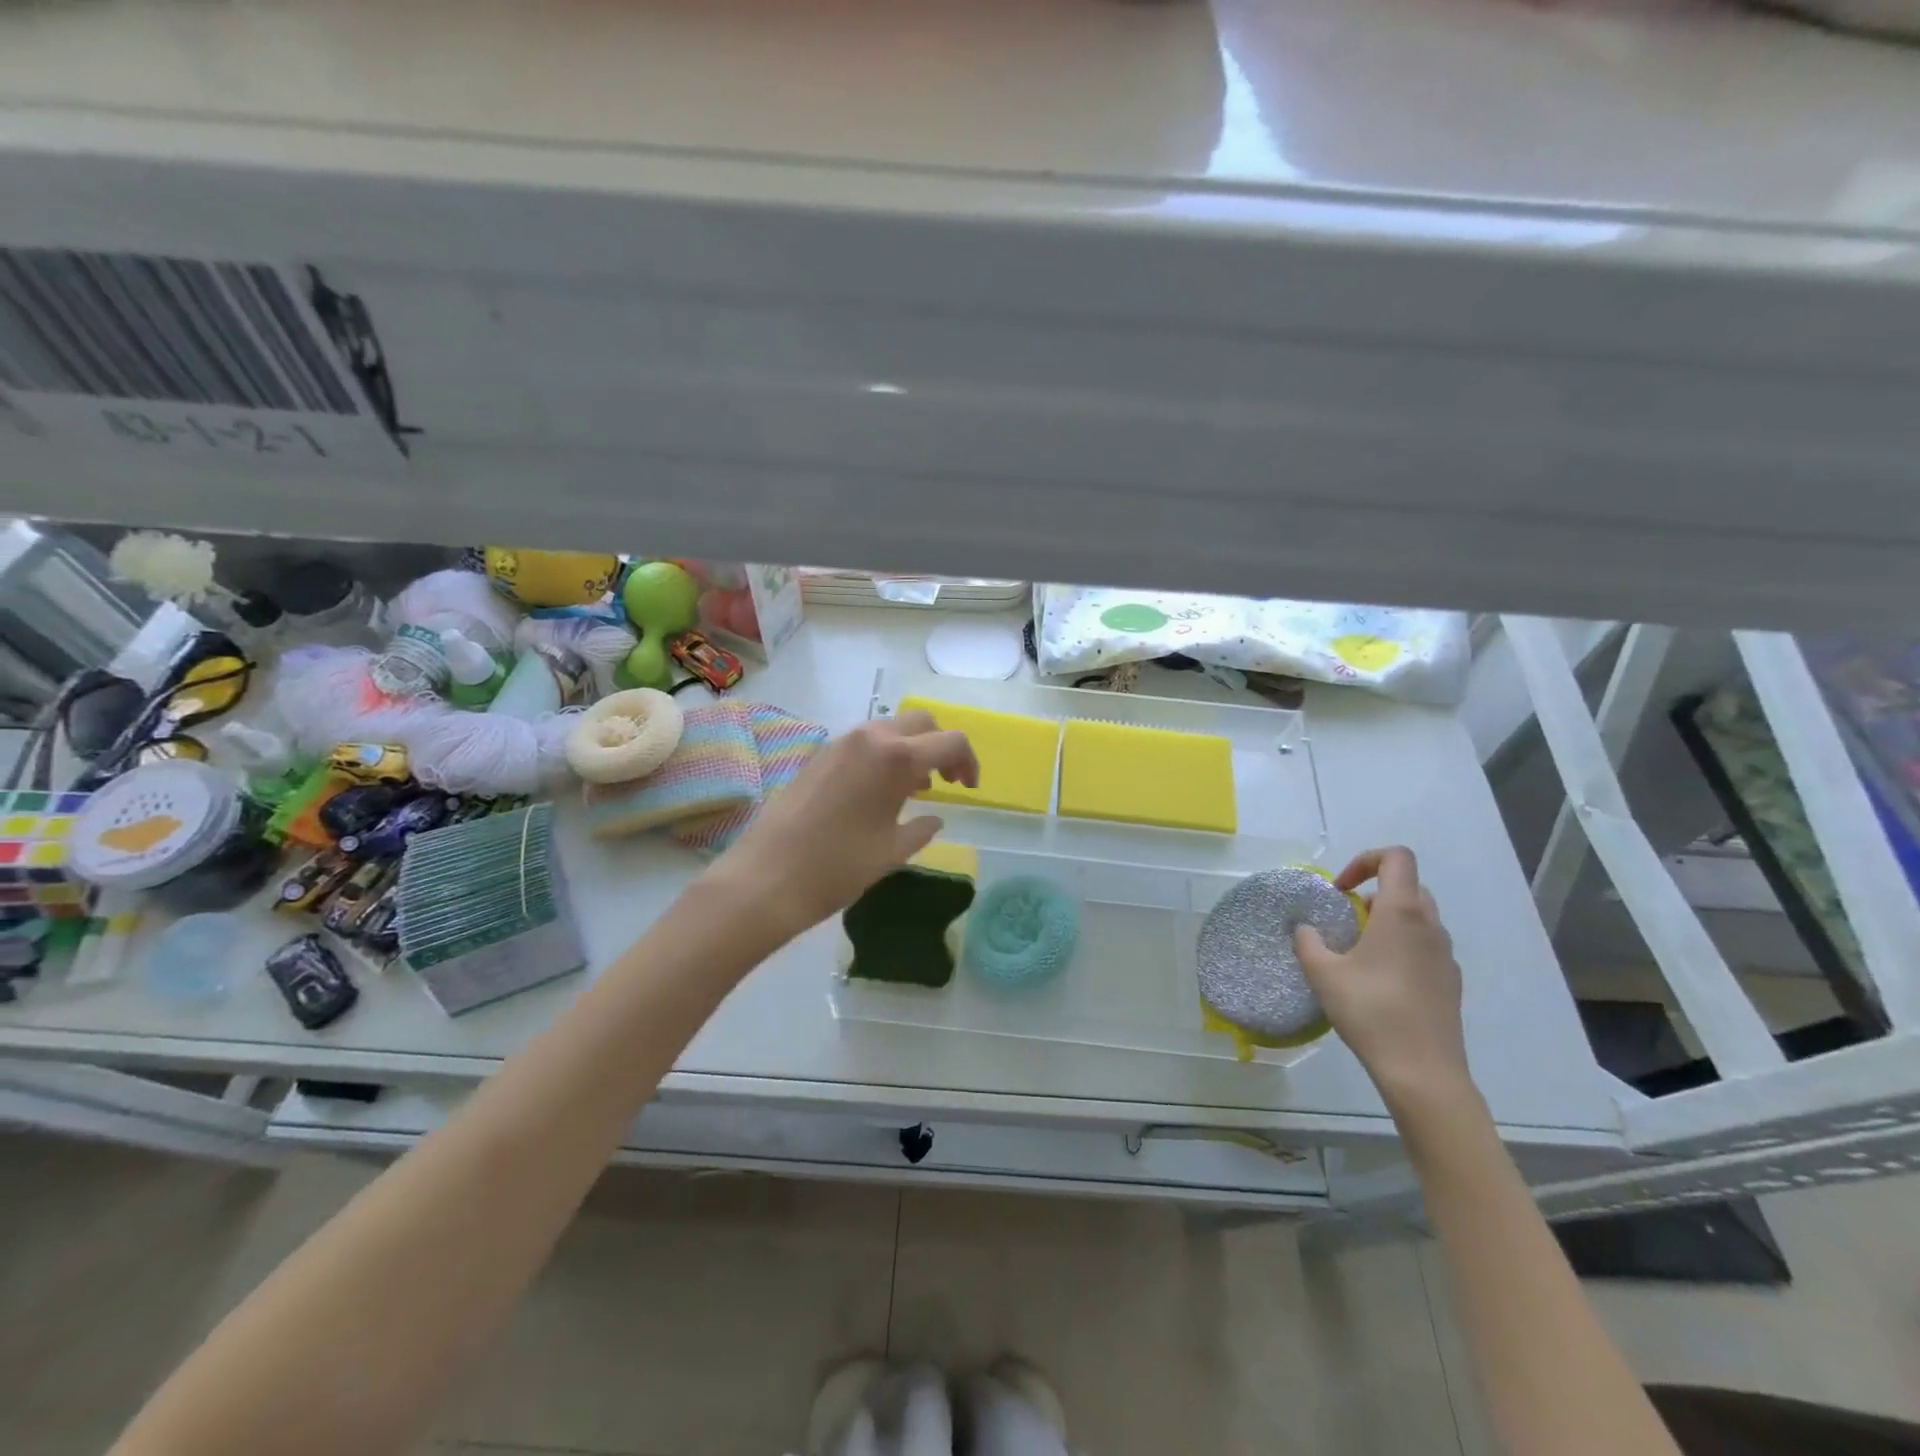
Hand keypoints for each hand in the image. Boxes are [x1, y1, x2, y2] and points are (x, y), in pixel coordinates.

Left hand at [711, 711, 978, 936]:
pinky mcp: (819, 755)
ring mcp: (840, 743)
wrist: (767, 877)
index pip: (950, 741)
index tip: (969, 789)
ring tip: (914, 789)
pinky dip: (883, 754)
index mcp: (897, 758)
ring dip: (911, 748)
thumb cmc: (839, 867)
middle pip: (921, 722)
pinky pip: (864, 742)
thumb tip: (935, 817)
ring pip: (890, 728)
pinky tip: (879, 791)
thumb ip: (921, 828)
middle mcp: (870, 738)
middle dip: (941, 746)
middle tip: (947, 781)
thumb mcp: (892, 851)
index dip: (968, 762)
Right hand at [1294, 847, 1472, 1109]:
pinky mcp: (1450, 982)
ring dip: (1387, 921)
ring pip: (1418, 918)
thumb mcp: (1322, 973)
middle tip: (1346, 919)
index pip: (1396, 858)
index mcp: (1402, 913)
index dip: (1364, 861)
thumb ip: (1307, 941)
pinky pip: (1424, 947)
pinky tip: (1379, 982)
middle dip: (1374, 892)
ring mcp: (1445, 956)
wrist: (1423, 1072)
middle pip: (1408, 886)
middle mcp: (1430, 926)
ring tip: (1358, 952)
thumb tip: (1305, 928)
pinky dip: (1401, 947)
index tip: (1339, 890)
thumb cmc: (1371, 1011)